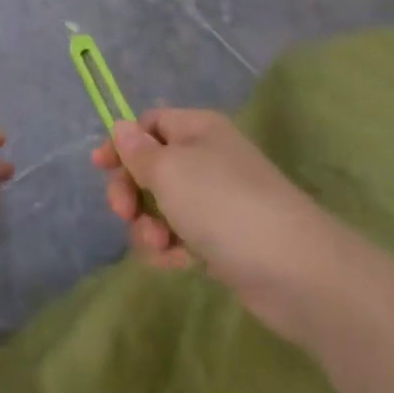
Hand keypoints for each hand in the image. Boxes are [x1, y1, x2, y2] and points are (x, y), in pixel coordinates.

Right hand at [93, 109, 335, 344]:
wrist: (294, 270)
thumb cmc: (223, 205)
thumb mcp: (169, 170)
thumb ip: (138, 151)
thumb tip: (121, 126)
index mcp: (198, 129)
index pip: (150, 123)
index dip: (123, 142)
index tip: (99, 167)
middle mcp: (208, 158)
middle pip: (151, 167)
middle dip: (131, 191)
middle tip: (124, 213)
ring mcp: (217, 201)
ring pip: (162, 206)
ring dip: (149, 226)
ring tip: (159, 245)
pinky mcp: (223, 239)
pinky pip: (181, 236)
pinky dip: (172, 248)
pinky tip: (177, 263)